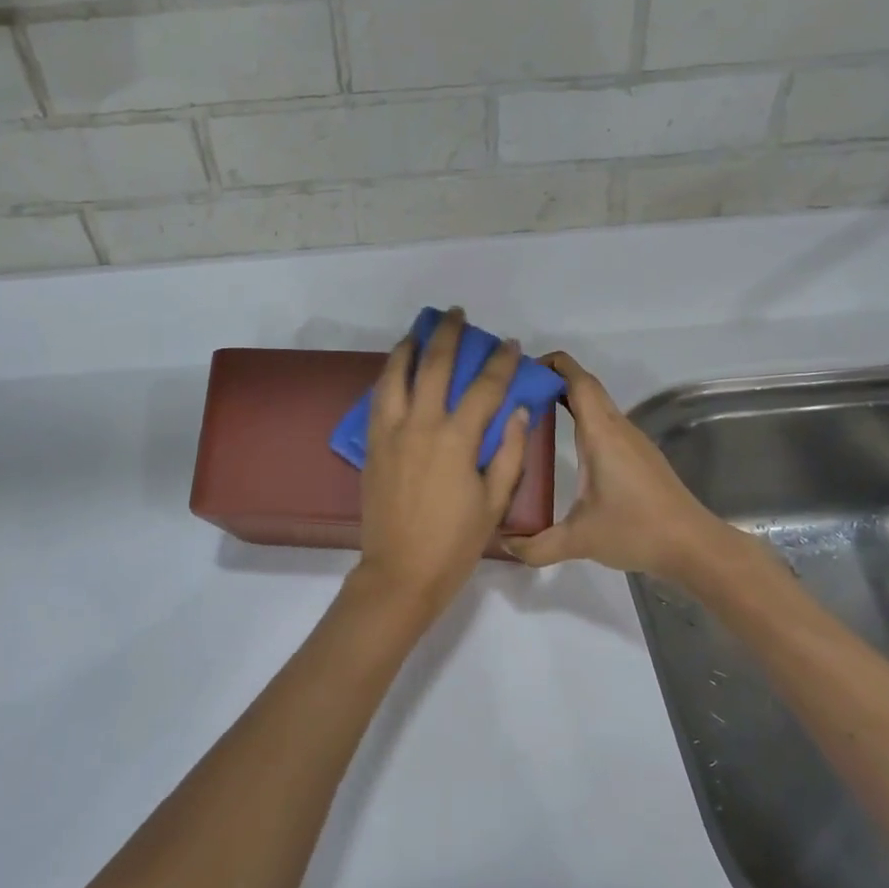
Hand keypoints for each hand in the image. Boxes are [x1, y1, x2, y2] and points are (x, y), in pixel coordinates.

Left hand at [355, 309, 531, 614]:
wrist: (400, 572)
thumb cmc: (455, 542)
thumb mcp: (494, 501)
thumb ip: (508, 452)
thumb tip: (517, 410)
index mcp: (456, 440)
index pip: (484, 387)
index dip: (499, 362)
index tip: (509, 344)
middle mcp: (420, 425)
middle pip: (434, 365)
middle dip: (448, 334)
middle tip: (457, 315)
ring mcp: (390, 431)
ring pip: (396, 374)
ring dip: (409, 345)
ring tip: (420, 330)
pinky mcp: (371, 443)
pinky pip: (377, 397)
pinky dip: (388, 375)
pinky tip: (396, 368)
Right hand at [504, 352, 734, 582]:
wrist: (694, 547)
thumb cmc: (637, 531)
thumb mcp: (579, 540)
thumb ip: (537, 545)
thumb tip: (504, 545)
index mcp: (601, 434)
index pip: (577, 381)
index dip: (551, 364)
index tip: (521, 369)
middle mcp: (618, 428)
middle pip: (586, 386)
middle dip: (554, 378)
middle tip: (517, 391)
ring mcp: (632, 441)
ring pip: (598, 404)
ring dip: (568, 398)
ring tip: (532, 412)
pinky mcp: (640, 456)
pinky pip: (606, 423)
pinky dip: (582, 418)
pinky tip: (565, 442)